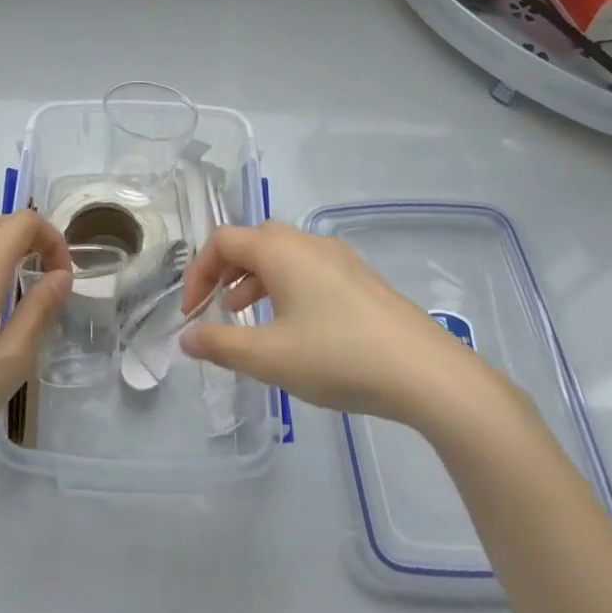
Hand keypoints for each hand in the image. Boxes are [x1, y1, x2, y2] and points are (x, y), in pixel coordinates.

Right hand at [177, 221, 499, 425]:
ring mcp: (339, 257)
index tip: (191, 314)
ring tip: (247, 316)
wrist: (425, 372)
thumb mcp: (269, 357)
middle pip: (253, 240)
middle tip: (216, 307)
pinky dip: (285, 285)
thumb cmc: (337, 357)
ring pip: (282, 254)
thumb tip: (186, 337)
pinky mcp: (360, 278)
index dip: (198, 272)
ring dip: (254, 278)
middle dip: (225, 270)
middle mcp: (307, 242)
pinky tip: (294, 325)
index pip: (223, 241)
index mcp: (280, 250)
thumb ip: (221, 344)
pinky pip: (308, 268)